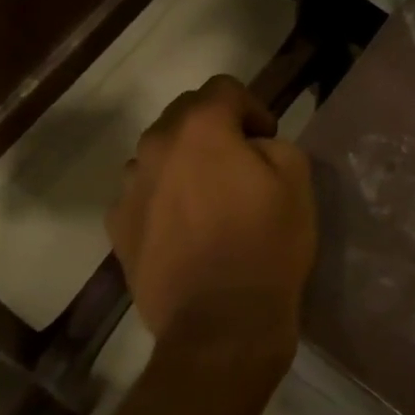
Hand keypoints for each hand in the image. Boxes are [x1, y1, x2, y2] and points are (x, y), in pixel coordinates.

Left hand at [106, 75, 316, 355]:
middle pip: (184, 116)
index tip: (267, 138)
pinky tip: (184, 229)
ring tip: (208, 198)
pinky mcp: (118, 227)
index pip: (223, 89)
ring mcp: (130, 188)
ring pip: (159, 155)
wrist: (220, 326)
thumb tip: (251, 147)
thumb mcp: (296, 180)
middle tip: (240, 162)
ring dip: (183, 163)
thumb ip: (273, 144)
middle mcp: (155, 147)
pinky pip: (143, 195)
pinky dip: (162, 198)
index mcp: (199, 128)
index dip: (252, 107)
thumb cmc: (265, 246)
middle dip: (214, 129)